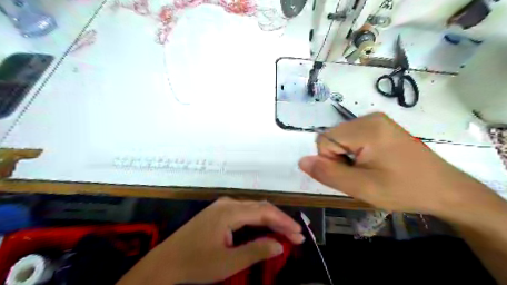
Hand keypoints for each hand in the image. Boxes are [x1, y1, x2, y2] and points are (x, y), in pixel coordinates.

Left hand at [117, 198, 302, 284]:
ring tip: (285, 231)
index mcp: (230, 212)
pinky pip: (244, 212)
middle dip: (279, 220)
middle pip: (260, 208)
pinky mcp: (218, 211)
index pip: (264, 212)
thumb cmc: (196, 264)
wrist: (165, 262)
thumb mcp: (228, 262)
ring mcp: (222, 206)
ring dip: (269, 219)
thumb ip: (256, 250)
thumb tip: (279, 244)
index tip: (299, 233)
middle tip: (296, 234)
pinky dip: (258, 220)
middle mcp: (227, 203)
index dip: (284, 221)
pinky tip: (265, 228)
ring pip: (253, 209)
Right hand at [298, 113, 495, 216]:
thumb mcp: (361, 187)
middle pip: (332, 137)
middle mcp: (369, 117)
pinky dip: (354, 152)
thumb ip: (328, 174)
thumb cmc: (403, 190)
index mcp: (365, 128)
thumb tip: (302, 161)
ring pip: (340, 138)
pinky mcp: (380, 126)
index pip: (324, 140)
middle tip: (361, 175)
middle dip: (338, 159)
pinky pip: (352, 138)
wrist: (444, 190)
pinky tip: (373, 163)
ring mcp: (376, 120)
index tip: (352, 175)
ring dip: (346, 157)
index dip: (330, 161)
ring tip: (368, 170)